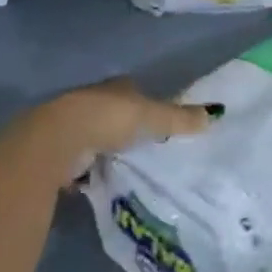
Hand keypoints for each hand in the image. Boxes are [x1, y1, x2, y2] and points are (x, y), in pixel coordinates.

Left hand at [14, 77, 215, 187]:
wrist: (57, 140)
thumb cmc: (108, 119)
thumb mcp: (151, 118)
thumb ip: (179, 118)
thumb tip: (215, 114)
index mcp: (115, 88)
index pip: (133, 90)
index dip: (145, 101)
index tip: (158, 117)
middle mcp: (92, 100)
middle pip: (113, 112)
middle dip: (124, 127)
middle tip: (144, 146)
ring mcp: (72, 126)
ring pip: (94, 136)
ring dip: (105, 149)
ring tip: (125, 168)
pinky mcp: (57, 153)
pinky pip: (79, 162)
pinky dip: (87, 171)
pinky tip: (98, 183)